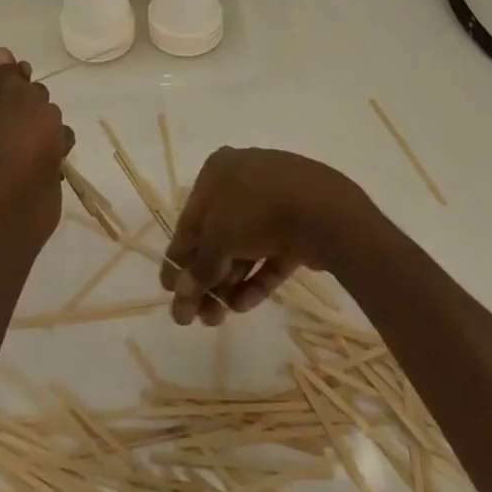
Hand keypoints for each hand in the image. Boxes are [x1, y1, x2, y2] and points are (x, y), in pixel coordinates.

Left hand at [0, 48, 73, 238]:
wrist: (23, 197)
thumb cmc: (21, 137)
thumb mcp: (18, 95)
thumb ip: (9, 75)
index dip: (18, 79)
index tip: (31, 77)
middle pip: (20, 104)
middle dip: (40, 105)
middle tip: (44, 113)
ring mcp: (3, 153)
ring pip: (36, 127)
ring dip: (52, 128)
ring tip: (56, 139)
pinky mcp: (21, 173)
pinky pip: (42, 151)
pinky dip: (53, 151)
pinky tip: (59, 157)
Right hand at [160, 148, 369, 325]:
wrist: (323, 209)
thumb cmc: (256, 210)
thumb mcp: (217, 238)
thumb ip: (198, 269)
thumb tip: (181, 295)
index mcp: (217, 171)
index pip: (190, 219)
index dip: (178, 257)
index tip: (168, 291)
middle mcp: (243, 181)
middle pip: (217, 236)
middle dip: (204, 278)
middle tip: (192, 317)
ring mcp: (274, 202)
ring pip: (243, 247)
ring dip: (226, 284)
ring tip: (215, 321)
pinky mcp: (297, 226)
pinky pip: (269, 254)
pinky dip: (255, 279)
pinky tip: (242, 307)